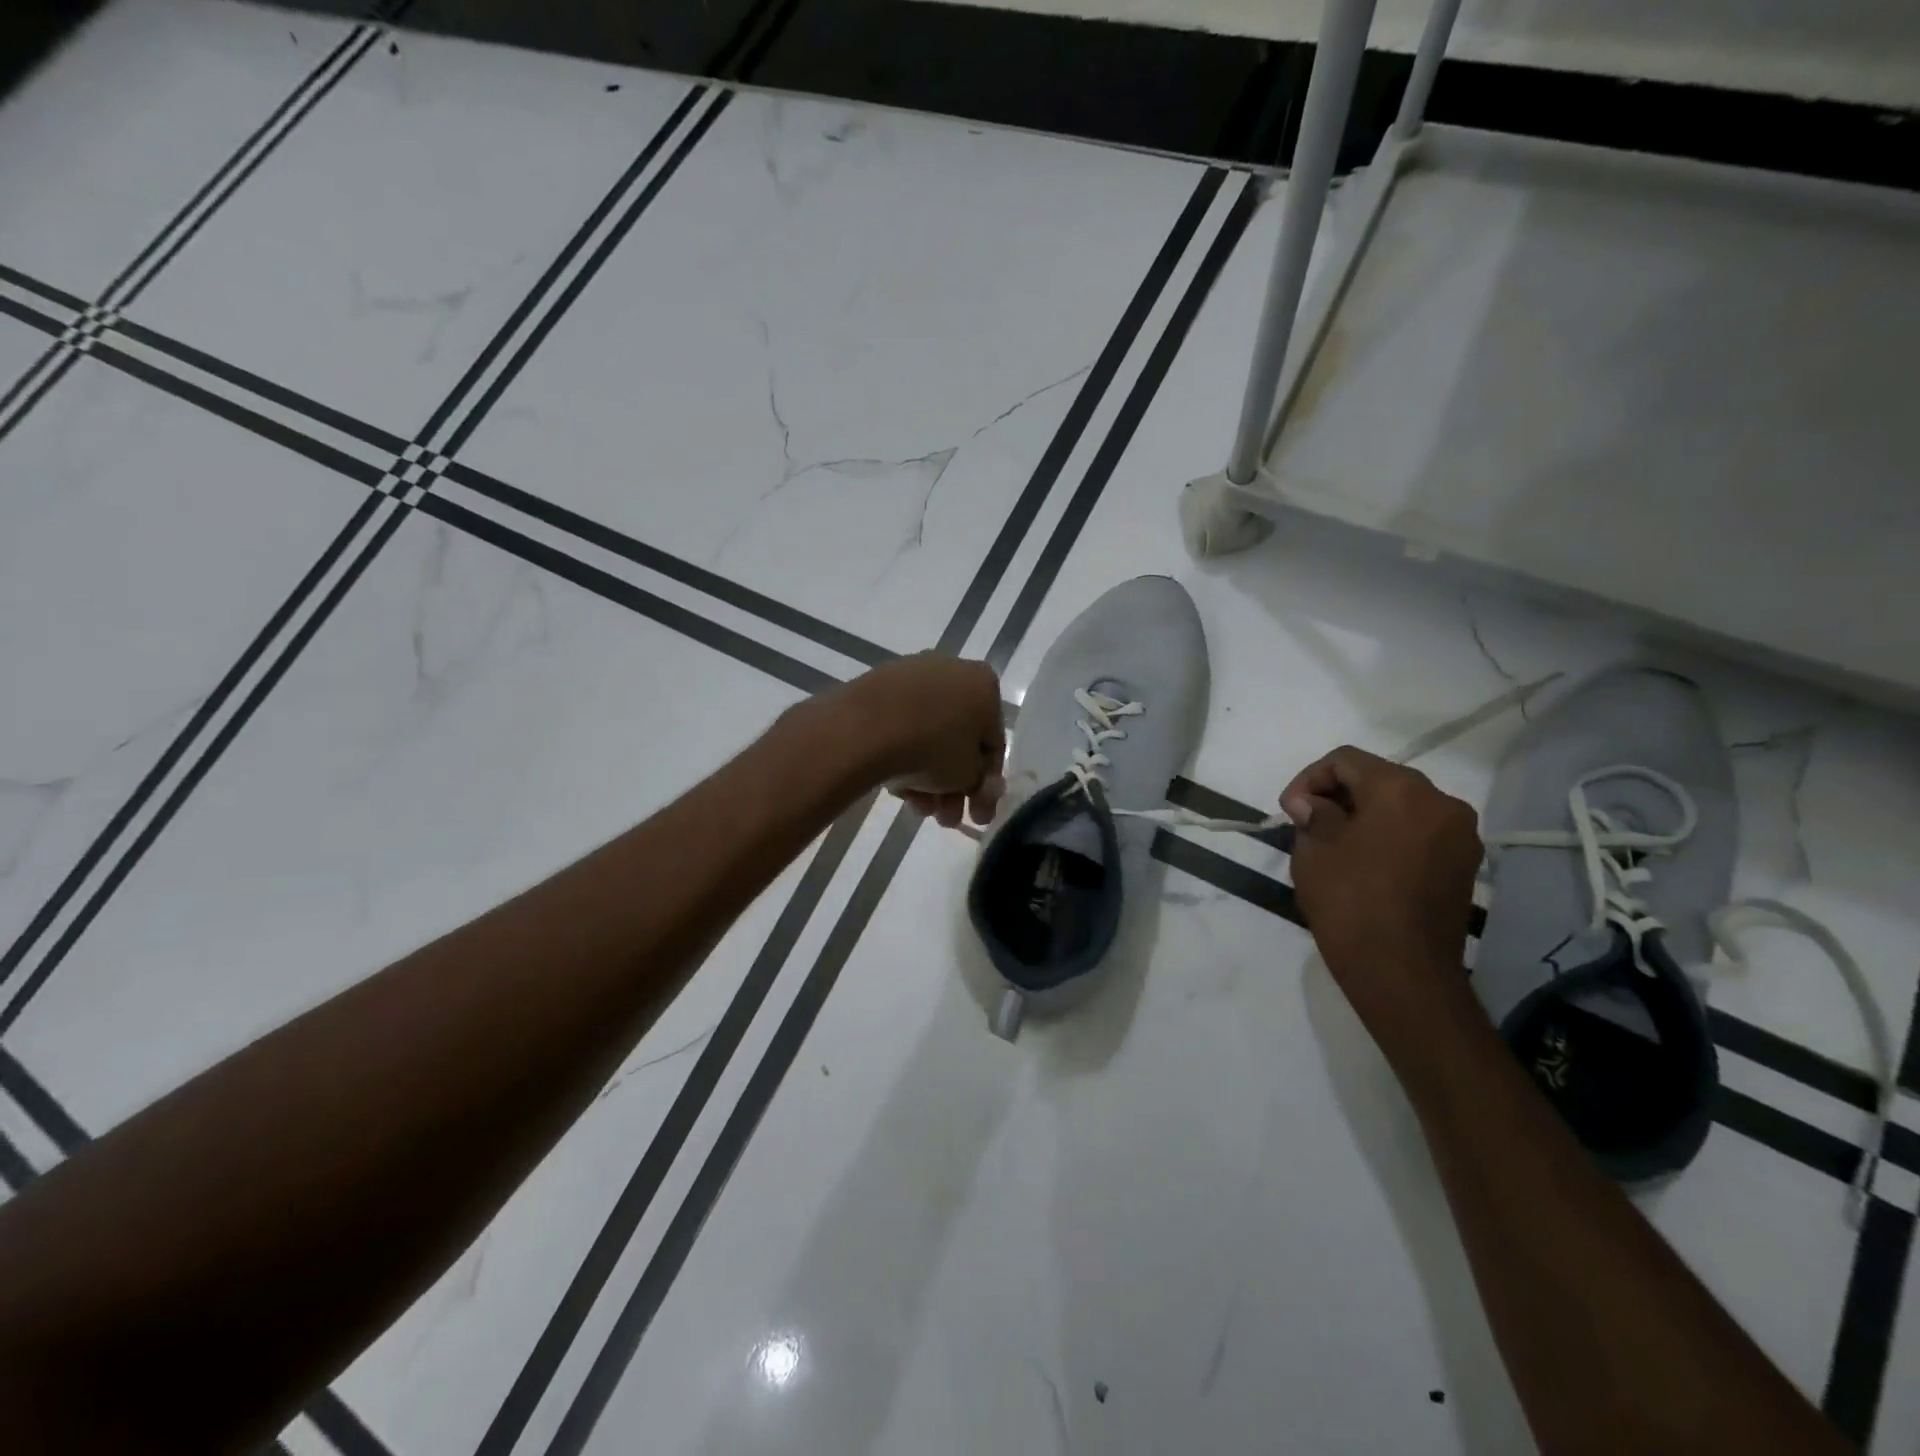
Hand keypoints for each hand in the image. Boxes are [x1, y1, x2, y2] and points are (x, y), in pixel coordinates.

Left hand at [838, 655, 1005, 828]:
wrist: (866, 728)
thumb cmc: (934, 748)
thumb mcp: (970, 775)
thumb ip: (982, 782)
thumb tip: (981, 786)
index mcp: (984, 684)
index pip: (993, 743)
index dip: (986, 784)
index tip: (977, 814)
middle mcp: (952, 671)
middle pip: (958, 740)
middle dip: (954, 787)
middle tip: (945, 819)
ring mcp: (911, 677)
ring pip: (928, 736)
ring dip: (928, 778)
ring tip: (918, 809)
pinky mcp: (877, 687)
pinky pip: (900, 727)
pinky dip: (903, 756)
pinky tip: (896, 787)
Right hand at [1281, 746, 1481, 1035]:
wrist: (1402, 972)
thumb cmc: (1350, 902)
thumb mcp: (1315, 850)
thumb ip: (1314, 815)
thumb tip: (1313, 805)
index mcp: (1402, 790)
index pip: (1346, 760)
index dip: (1309, 778)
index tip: (1289, 811)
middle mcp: (1441, 802)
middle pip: (1379, 779)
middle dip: (1337, 794)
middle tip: (1306, 823)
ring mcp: (1460, 835)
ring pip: (1402, 806)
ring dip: (1364, 814)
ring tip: (1332, 843)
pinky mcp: (1464, 865)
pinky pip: (1419, 832)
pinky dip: (1389, 835)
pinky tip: (1364, 862)